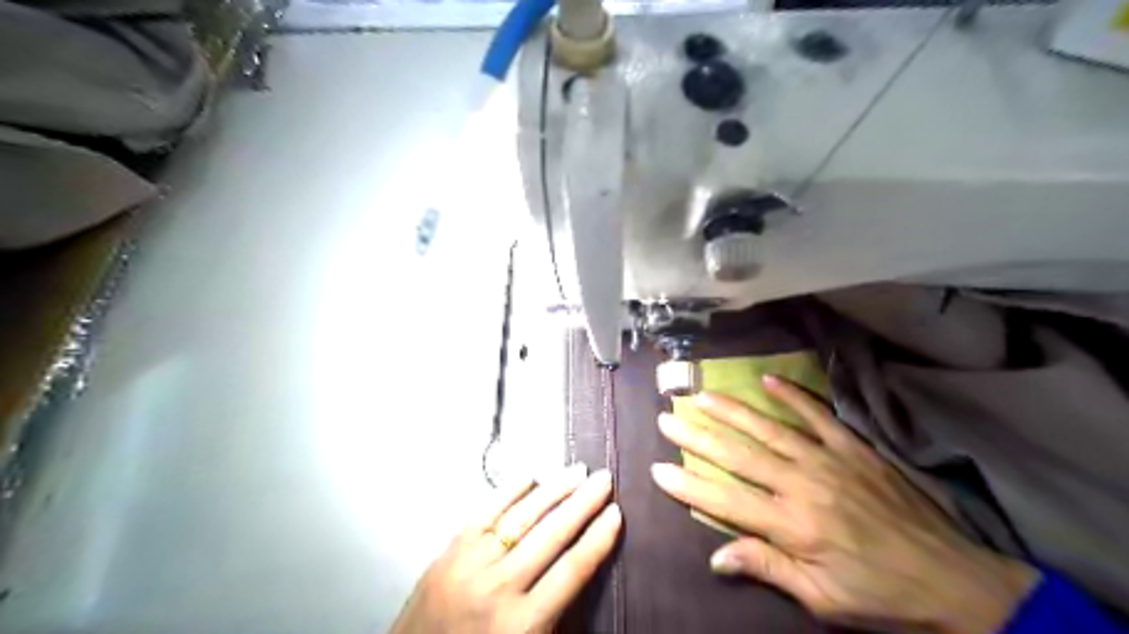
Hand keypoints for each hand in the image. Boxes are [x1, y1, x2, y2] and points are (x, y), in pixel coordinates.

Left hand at [388, 465, 615, 633]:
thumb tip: (579, 565)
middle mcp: (499, 587)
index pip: (571, 570)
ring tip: (578, 472)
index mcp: (522, 623)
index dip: (597, 539)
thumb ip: (554, 615)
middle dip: (583, 503)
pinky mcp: (450, 549)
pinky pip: (485, 512)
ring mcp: (471, 563)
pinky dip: (509, 491)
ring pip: (521, 517)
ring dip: (553, 491)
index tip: (616, 513)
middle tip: (604, 478)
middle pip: (551, 535)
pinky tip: (530, 476)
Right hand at [648, 376, 1034, 633]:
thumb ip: (768, 569)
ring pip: (769, 429)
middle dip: (698, 436)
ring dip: (732, 411)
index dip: (688, 485)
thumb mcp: (822, 600)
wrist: (955, 581)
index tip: (658, 469)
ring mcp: (829, 461)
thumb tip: (716, 557)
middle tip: (667, 417)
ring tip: (702, 395)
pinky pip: (818, 415)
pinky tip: (768, 380)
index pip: (726, 500)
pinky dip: (792, 396)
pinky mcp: (854, 448)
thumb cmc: (880, 596)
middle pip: (739, 455)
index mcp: (793, 526)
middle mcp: (803, 485)